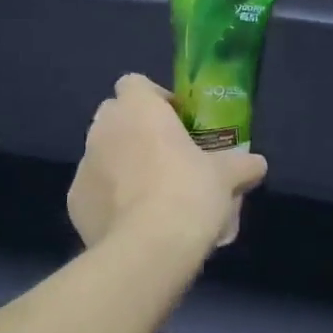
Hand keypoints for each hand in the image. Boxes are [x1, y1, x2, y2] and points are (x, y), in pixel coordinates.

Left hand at [69, 74, 267, 250]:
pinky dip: (110, 198)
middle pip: (116, 116)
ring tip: (152, 194)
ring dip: (122, 164)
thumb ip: (242, 164)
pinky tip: (134, 220)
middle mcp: (103, 129)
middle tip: (167, 156)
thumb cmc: (189, 193)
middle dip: (136, 130)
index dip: (156, 98)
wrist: (148, 249)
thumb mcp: (227, 176)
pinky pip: (95, 190)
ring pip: (103, 154)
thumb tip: (257, 164)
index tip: (178, 122)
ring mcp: (83, 165)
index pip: (135, 83)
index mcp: (137, 109)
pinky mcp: (74, 202)